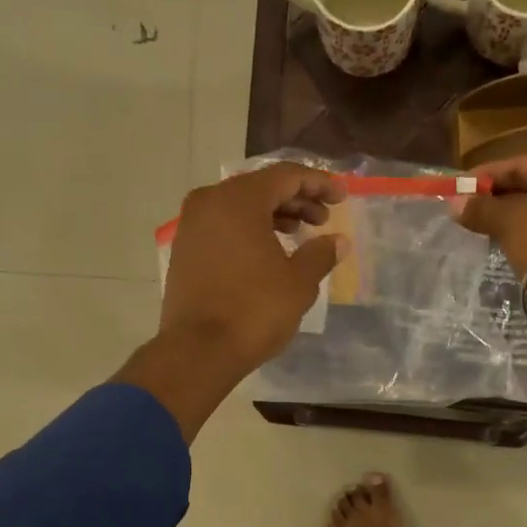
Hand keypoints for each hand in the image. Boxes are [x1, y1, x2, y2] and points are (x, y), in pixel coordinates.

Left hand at [115, 163, 345, 440]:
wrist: (198, 350)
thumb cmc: (254, 311)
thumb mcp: (298, 283)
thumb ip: (320, 254)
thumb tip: (338, 241)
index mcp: (240, 200)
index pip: (286, 176)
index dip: (318, 183)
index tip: (341, 197)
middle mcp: (211, 201)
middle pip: (261, 187)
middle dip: (296, 199)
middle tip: (323, 219)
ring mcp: (192, 225)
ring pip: (240, 206)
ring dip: (273, 214)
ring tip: (299, 234)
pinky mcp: (185, 249)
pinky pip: (223, 225)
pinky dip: (249, 229)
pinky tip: (268, 251)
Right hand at [457, 156, 526, 358]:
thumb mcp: (509, 220)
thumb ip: (481, 208)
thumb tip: (453, 204)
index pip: (520, 164)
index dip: (486, 175)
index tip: (459, 188)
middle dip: (496, 199)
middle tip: (466, 211)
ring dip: (509, 220)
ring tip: (480, 229)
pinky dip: (525, 237)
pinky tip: (504, 246)